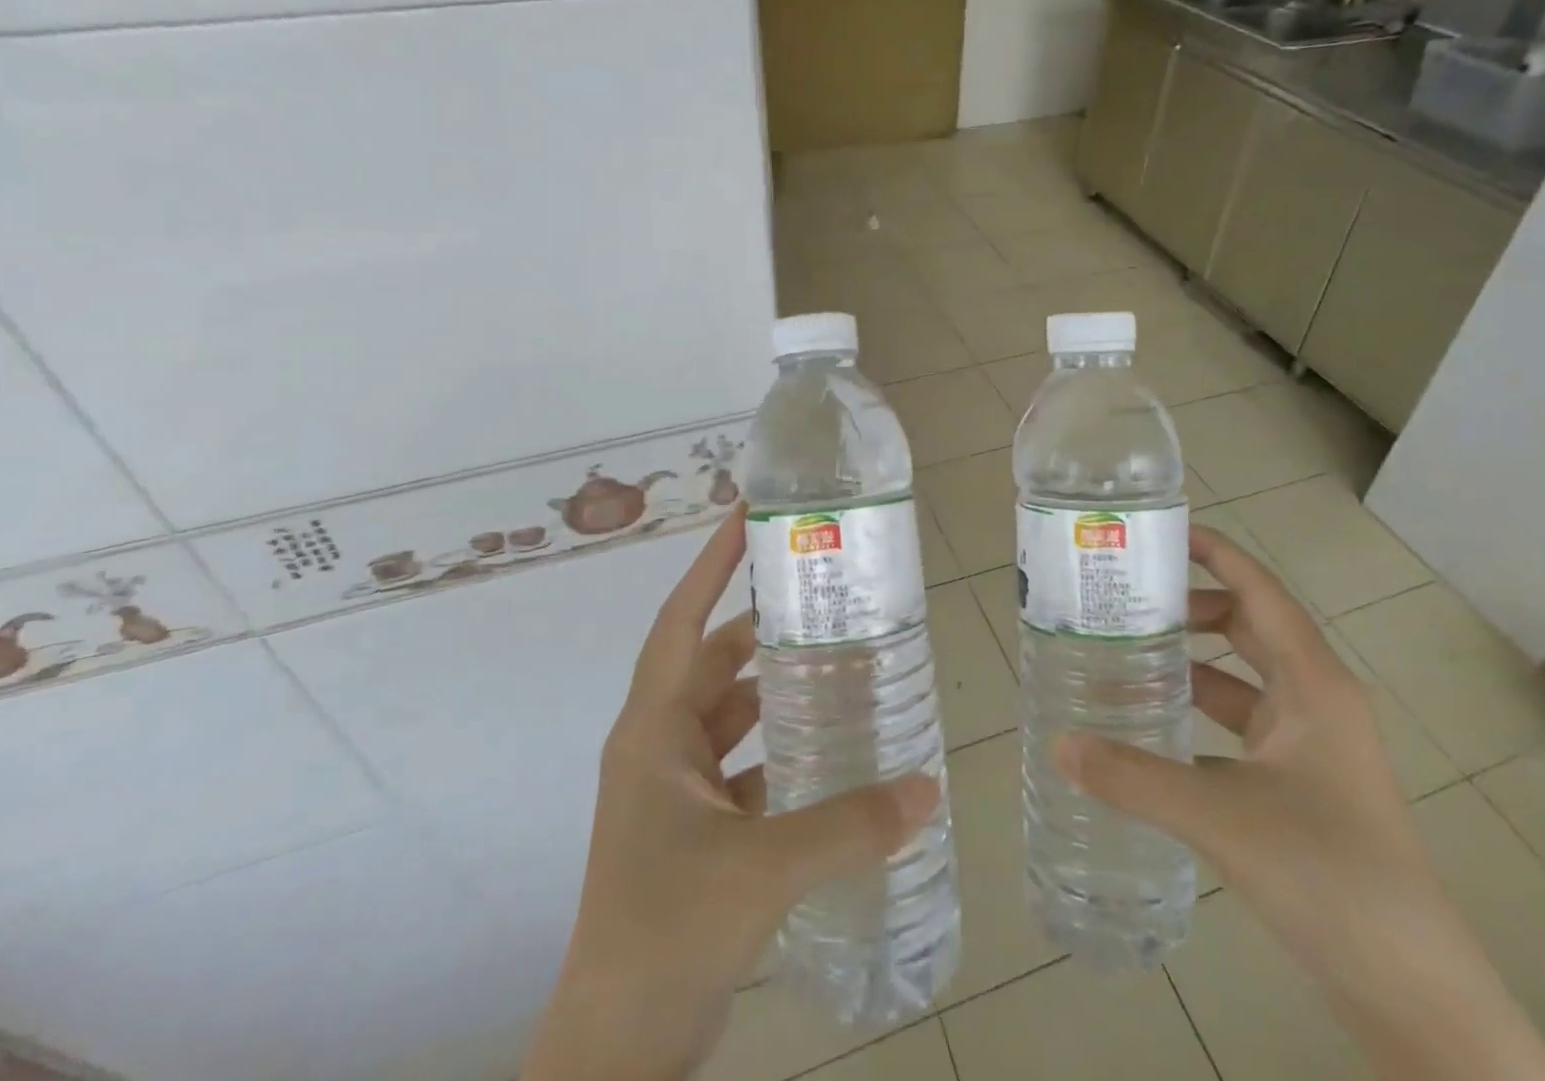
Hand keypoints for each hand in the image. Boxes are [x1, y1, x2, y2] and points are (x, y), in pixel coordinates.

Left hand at [523, 509, 939, 1080]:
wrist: (617, 1052)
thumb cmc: (667, 933)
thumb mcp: (763, 869)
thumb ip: (849, 827)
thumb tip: (928, 789)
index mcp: (654, 732)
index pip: (681, 622)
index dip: (711, 566)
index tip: (745, 517)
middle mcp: (659, 748)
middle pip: (713, 664)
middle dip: (762, 629)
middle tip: (822, 598)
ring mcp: (673, 792)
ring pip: (729, 716)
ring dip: (774, 691)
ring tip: (835, 664)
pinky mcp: (693, 830)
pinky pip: (742, 767)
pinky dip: (778, 752)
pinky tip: (827, 752)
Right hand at [1054, 526, 1544, 1080]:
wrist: (1411, 989)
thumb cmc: (1328, 874)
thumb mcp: (1220, 816)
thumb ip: (1133, 777)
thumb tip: (1059, 744)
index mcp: (1313, 684)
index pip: (1260, 591)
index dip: (1217, 553)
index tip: (1163, 531)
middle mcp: (1316, 701)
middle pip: (1248, 627)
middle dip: (1191, 607)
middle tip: (1126, 599)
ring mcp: (1312, 746)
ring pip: (1242, 679)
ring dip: (1190, 663)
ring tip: (1126, 655)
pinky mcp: (1302, 785)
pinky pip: (1240, 725)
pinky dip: (1199, 715)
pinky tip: (1153, 728)